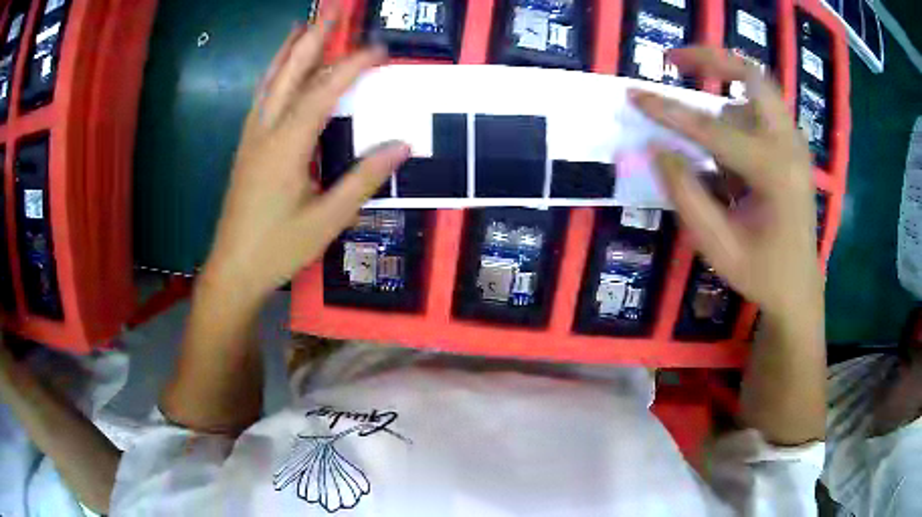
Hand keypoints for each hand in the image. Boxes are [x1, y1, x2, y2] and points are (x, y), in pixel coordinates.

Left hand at [203, 13, 409, 297]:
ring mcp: (251, 137)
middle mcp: (265, 131)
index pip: (323, 92)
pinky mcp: (246, 147)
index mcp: (286, 146)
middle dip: (312, 38)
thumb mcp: (327, 219)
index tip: (379, 48)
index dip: (352, 66)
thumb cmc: (278, 248)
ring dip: (289, 51)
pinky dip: (275, 75)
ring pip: (270, 82)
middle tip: (331, 10)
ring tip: (304, 26)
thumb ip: (363, 179)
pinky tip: (281, 70)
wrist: (233, 270)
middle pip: (289, 73)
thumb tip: (401, 145)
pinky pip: (262, 98)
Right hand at [629, 47, 821, 322]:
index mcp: (775, 174)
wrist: (799, 289)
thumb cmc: (761, 273)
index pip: (714, 130)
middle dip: (712, 60)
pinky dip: (740, 116)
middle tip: (674, 61)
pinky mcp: (794, 148)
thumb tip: (657, 148)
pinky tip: (732, 158)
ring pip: (757, 93)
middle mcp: (790, 147)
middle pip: (753, 77)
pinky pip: (762, 112)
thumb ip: (686, 194)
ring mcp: (796, 145)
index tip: (633, 95)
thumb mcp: (717, 245)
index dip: (669, 112)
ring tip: (712, 145)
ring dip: (726, 99)